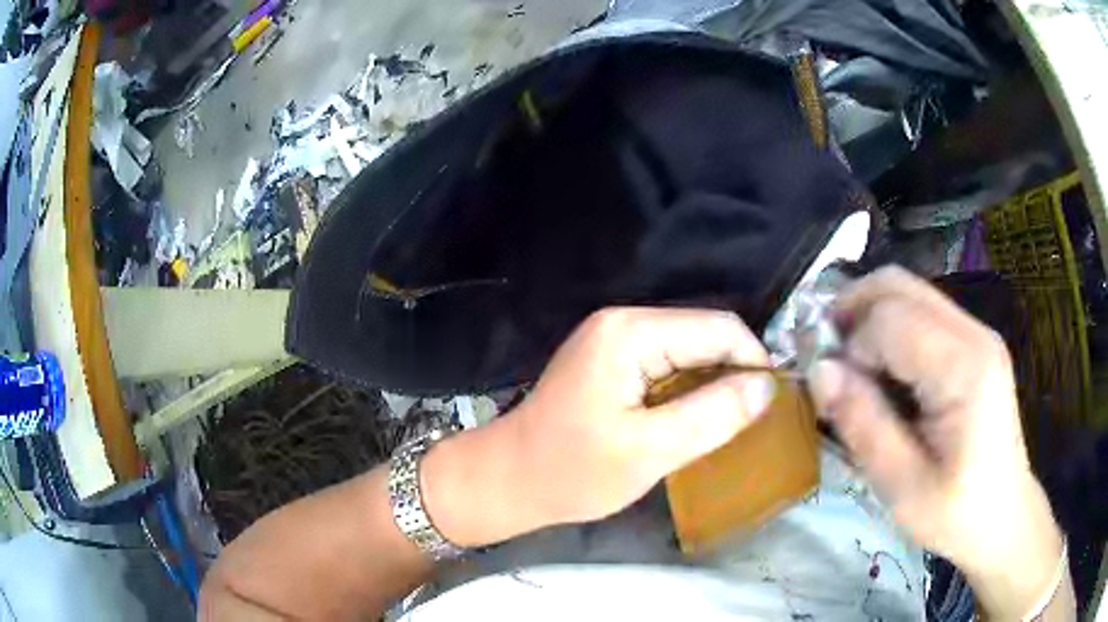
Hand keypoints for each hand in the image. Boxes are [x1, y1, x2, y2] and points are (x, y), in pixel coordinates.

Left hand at [506, 307, 776, 525]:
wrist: (510, 480)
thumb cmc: (573, 471)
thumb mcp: (650, 450)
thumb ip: (713, 415)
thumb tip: (766, 388)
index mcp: (630, 333)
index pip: (717, 328)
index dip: (753, 361)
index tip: (771, 404)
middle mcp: (623, 322)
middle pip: (703, 334)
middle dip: (734, 372)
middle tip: (753, 419)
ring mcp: (614, 339)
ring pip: (689, 350)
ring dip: (714, 382)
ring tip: (731, 421)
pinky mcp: (612, 360)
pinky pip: (668, 363)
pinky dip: (690, 388)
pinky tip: (698, 417)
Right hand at [809, 267, 1065, 618]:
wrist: (1002, 515)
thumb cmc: (955, 512)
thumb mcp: (901, 487)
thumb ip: (862, 424)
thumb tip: (819, 370)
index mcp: (965, 368)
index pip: (891, 319)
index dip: (851, 347)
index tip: (834, 393)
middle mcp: (974, 333)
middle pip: (898, 284)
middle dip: (850, 310)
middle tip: (825, 357)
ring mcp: (976, 333)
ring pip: (907, 291)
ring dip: (867, 318)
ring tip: (849, 367)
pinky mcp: (973, 343)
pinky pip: (920, 313)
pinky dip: (888, 329)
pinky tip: (881, 372)